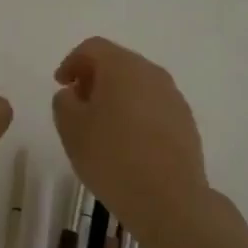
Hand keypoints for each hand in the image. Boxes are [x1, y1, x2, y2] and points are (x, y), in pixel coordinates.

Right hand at [52, 37, 214, 245]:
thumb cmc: (112, 158)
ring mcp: (173, 97)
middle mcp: (151, 73)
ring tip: (102, 126)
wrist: (170, 200)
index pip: (92, 48)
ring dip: (117, 96)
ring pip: (137, 84)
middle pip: (117, 62)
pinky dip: (136, 113)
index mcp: (122, 66)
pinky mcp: (186, 121)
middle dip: (94, 77)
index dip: (71, 62)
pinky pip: (153, 105)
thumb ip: (64, 102)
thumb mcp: (71, 129)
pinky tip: (128, 142)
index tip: (60, 85)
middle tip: (78, 103)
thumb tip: (74, 94)